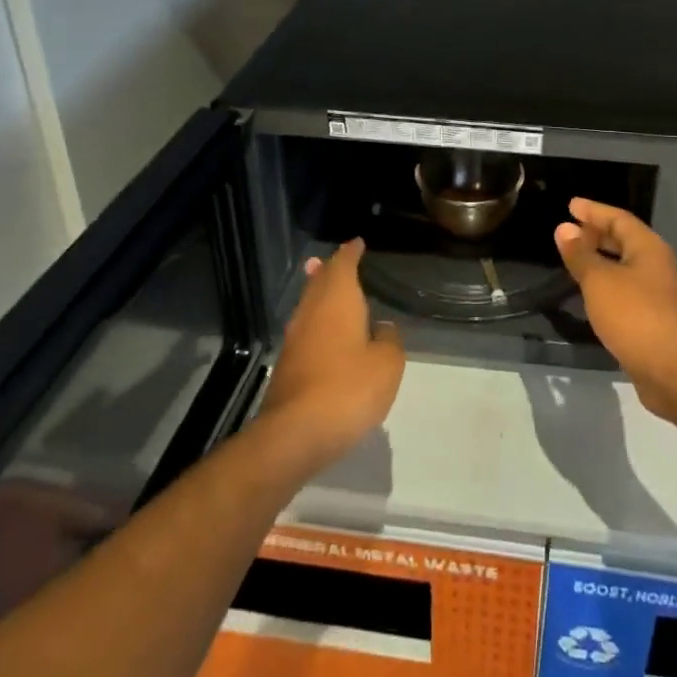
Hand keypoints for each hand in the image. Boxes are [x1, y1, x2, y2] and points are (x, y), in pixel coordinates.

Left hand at [257, 239, 404, 469]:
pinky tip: (327, 332)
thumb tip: (380, 329)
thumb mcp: (387, 363)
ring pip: (309, 305)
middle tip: (340, 259)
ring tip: (330, 287)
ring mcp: (295, 339)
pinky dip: (317, 321)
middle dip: (330, 269)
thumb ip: (388, 339)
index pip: (343, 265)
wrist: (296, 433)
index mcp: (338, 300)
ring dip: (320, 293)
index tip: (357, 243)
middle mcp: (312, 312)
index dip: (351, 252)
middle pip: (320, 281)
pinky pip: (306, 329)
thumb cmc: (349, 388)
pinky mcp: (288, 365)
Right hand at [554, 198, 676, 423]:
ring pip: (624, 267)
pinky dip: (606, 284)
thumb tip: (564, 228)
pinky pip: (625, 290)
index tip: (571, 206)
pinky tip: (590, 294)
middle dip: (597, 233)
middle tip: (570, 231)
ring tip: (575, 259)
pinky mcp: (652, 319)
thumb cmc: (634, 315)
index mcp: (647, 247)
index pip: (619, 218)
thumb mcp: (599, 280)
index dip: (594, 211)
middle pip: (624, 240)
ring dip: (600, 260)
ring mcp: (656, 293)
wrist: (672, 369)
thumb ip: (580, 254)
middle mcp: (655, 265)